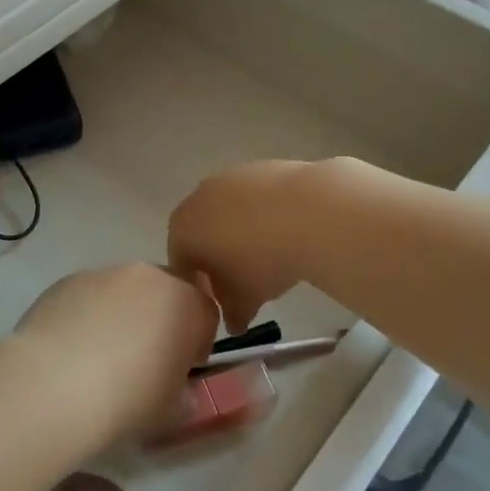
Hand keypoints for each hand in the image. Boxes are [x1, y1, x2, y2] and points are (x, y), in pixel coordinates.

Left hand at [12, 263, 218, 446]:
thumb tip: (180, 392)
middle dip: (160, 319)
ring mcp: (103, 273)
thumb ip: (184, 394)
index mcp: (185, 302)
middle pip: (164, 292)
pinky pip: (88, 296)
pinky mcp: (66, 281)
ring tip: (100, 356)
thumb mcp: (171, 411)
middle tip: (144, 359)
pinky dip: (87, 315)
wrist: (53, 386)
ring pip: (124, 291)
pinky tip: (71, 350)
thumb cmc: (127, 399)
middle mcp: (147, 276)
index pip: (206, 313)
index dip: (198, 342)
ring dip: (122, 314)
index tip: (183, 368)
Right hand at [168, 159, 322, 331]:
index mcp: (182, 228)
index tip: (218, 304)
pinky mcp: (260, 167)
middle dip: (217, 258)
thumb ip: (232, 313)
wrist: (309, 212)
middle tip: (241, 282)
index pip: (180, 263)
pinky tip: (284, 233)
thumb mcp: (244, 298)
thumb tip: (233, 323)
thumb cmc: (261, 261)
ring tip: (267, 257)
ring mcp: (229, 178)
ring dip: (240, 235)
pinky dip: (262, 216)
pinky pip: (253, 199)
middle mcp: (197, 197)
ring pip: (227, 213)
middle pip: (201, 234)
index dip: (198, 287)